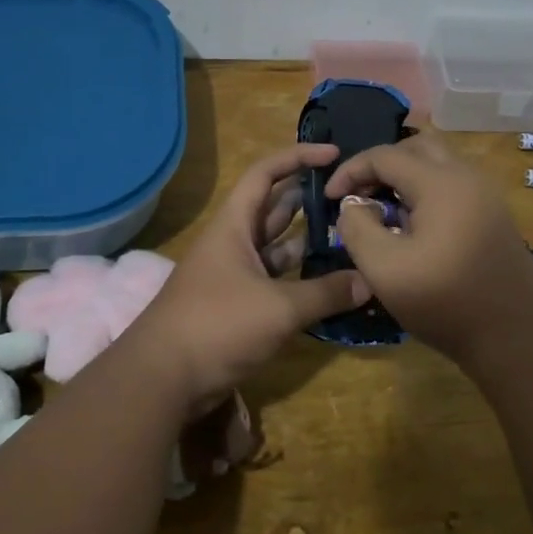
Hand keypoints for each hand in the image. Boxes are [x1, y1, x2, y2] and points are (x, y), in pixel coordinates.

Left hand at [133, 145, 371, 405]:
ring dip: (308, 242)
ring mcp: (235, 275)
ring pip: (277, 247)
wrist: (163, 378)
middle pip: (275, 208)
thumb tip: (369, 282)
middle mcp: (234, 242)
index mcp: (234, 225)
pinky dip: (301, 279)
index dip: (298, 157)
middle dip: (310, 199)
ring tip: (351, 236)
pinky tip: (332, 282)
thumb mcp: (278, 308)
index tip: (334, 154)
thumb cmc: (217, 325)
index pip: (266, 173)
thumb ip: (325, 293)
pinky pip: (276, 281)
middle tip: (353, 198)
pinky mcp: (239, 305)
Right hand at [326, 134, 532, 358]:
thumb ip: (357, 227)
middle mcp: (467, 177)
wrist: (517, 338)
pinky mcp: (494, 216)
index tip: (329, 197)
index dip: (350, 170)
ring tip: (383, 210)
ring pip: (438, 164)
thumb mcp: (383, 268)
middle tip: (360, 194)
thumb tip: (354, 205)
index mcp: (440, 182)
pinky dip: (426, 191)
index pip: (385, 155)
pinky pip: (453, 185)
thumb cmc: (445, 301)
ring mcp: (486, 196)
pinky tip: (414, 227)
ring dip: (405, 176)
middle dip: (381, 164)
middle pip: (416, 147)